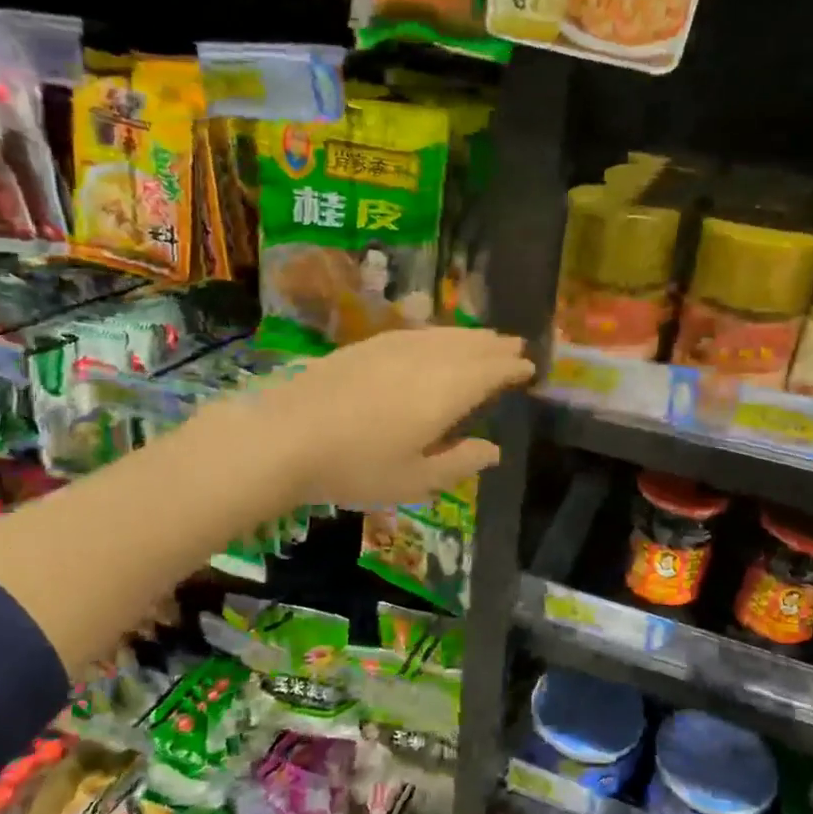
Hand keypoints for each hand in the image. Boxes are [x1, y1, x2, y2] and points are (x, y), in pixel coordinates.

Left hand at [230, 327, 534, 509]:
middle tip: (515, 345)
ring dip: (469, 335)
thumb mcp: (414, 480)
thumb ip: (459, 463)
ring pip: (442, 335)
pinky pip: (415, 333)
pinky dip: (436, 334)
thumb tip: (494, 451)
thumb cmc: (355, 466)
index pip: (490, 371)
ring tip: (485, 338)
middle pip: (469, 346)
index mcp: (445, 391)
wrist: (284, 435)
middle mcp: (426, 360)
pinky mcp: (365, 346)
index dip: (511, 367)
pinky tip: (433, 340)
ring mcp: (393, 348)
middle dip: (495, 345)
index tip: (528, 367)